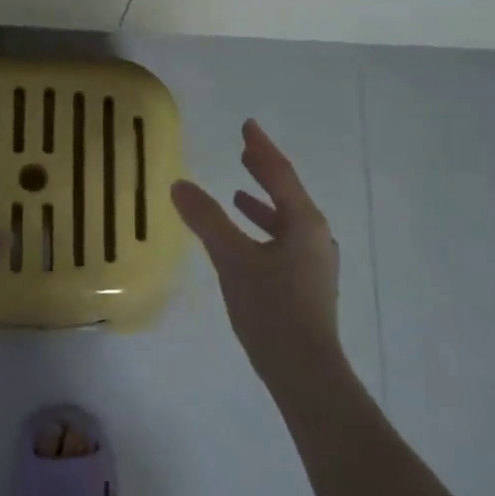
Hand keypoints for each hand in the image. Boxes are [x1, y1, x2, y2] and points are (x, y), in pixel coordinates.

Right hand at [171, 121, 344, 386]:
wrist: (304, 370)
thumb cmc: (271, 308)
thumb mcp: (233, 259)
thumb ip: (207, 220)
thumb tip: (180, 185)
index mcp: (304, 223)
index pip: (280, 174)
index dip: (261, 148)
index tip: (248, 125)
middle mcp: (315, 236)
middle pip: (287, 194)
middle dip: (264, 172)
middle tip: (245, 150)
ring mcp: (314, 263)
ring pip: (285, 221)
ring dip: (262, 204)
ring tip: (238, 192)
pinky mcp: (307, 284)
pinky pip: (283, 242)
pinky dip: (263, 231)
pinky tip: (246, 242)